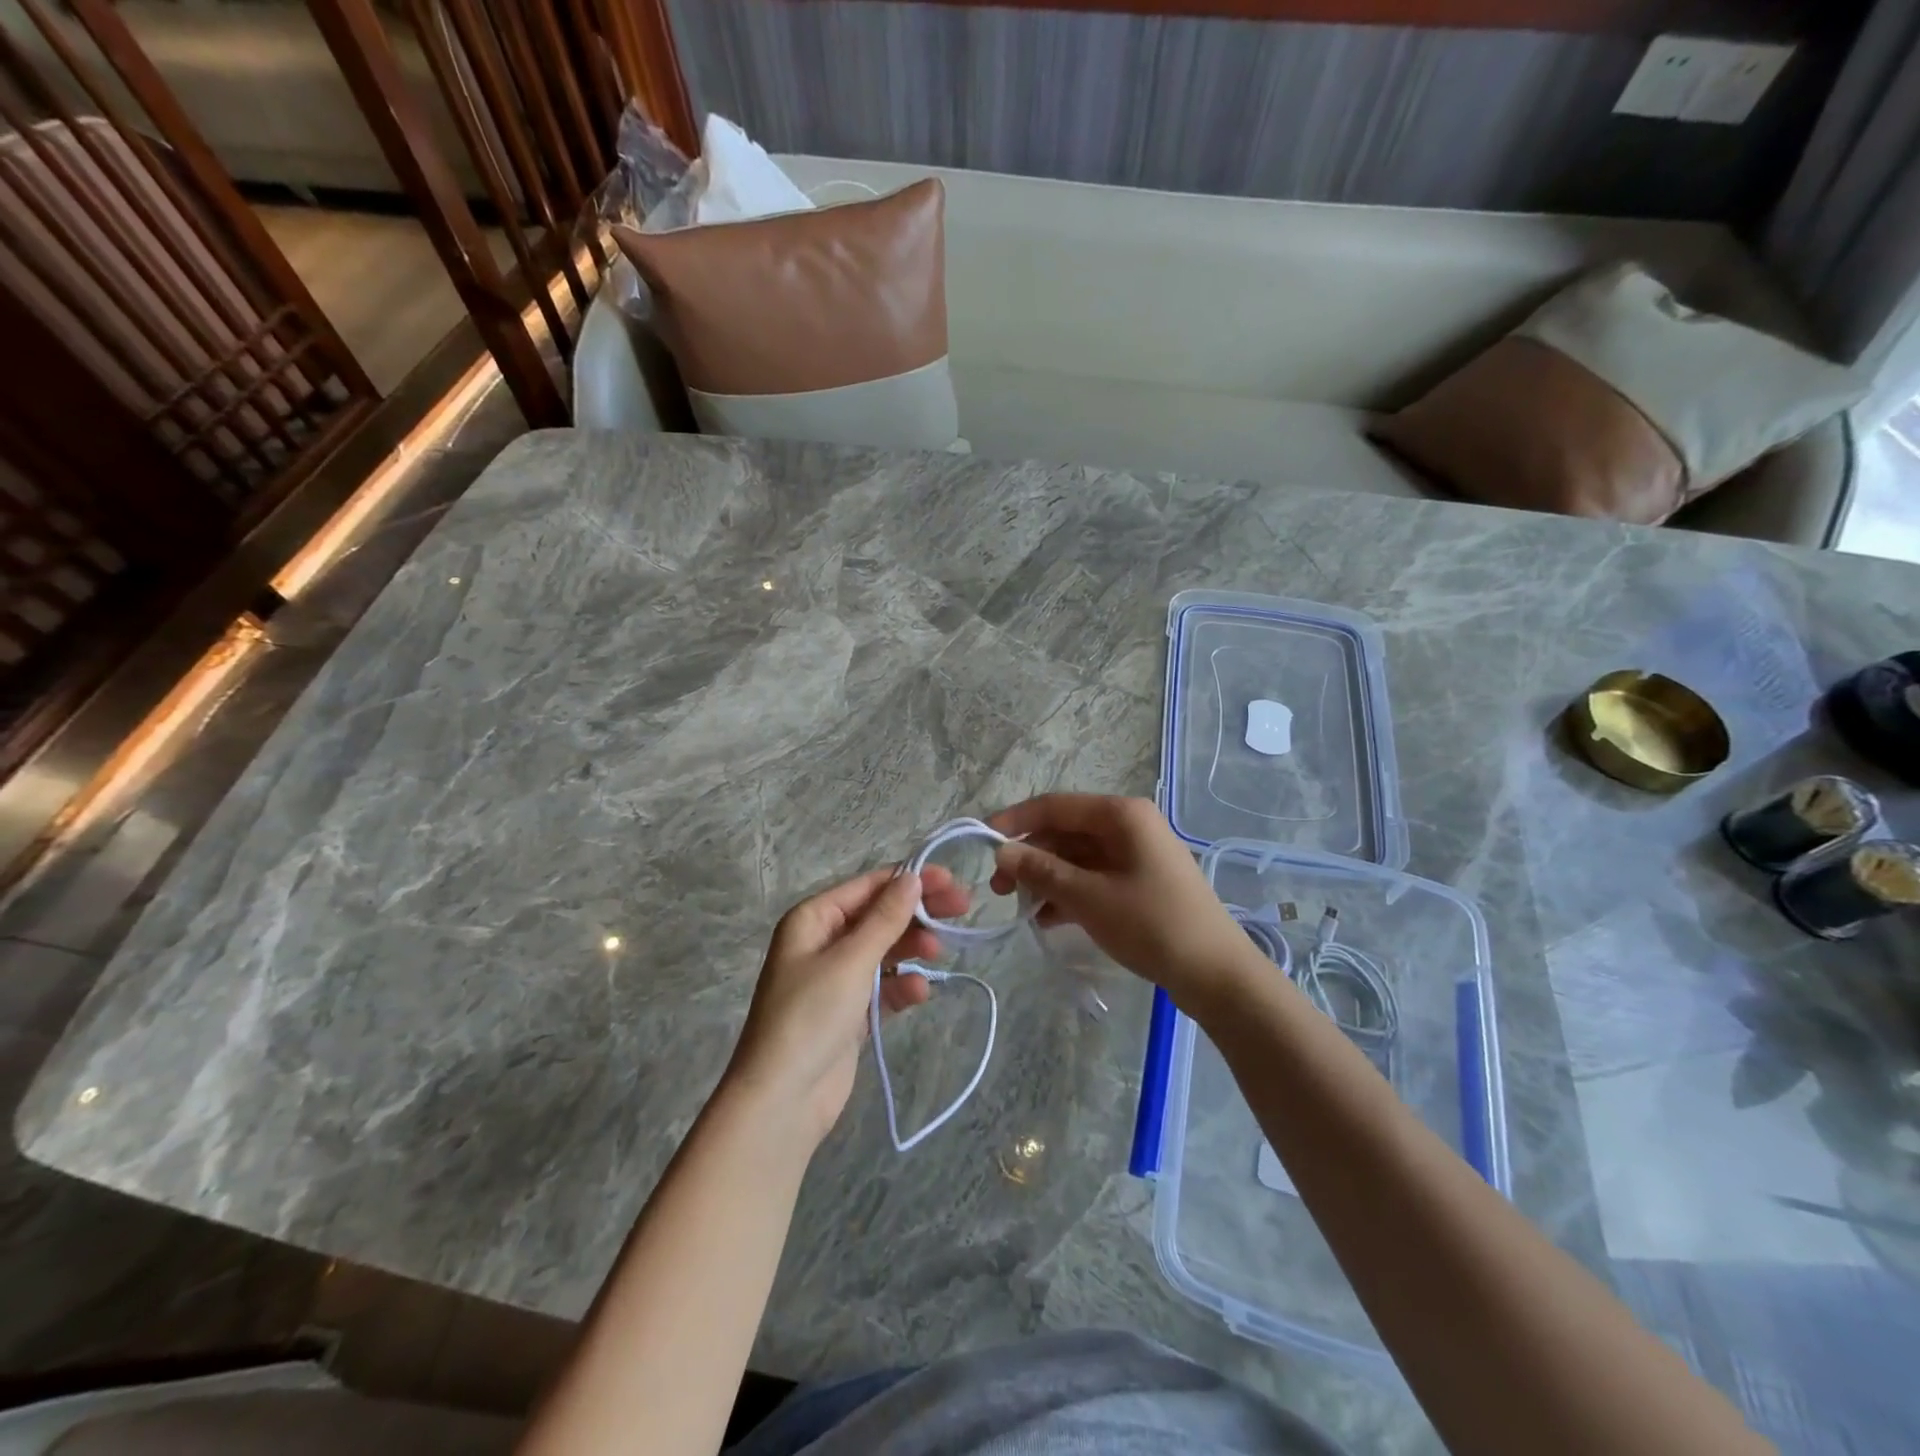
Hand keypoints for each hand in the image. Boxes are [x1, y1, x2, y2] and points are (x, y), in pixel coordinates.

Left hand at [724, 865, 967, 1146]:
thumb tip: (912, 877)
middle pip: (879, 916)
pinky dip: (902, 987)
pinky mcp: (849, 1013)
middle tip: (962, 908)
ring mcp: (836, 979)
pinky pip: (882, 988)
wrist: (782, 1101)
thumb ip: (886, 918)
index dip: (910, 880)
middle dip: (918, 913)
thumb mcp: (851, 961)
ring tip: (939, 954)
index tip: (951, 880)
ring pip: (884, 951)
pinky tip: (920, 993)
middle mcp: (822, 942)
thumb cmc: (811, 1016)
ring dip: (912, 949)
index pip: (868, 886)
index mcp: (813, 919)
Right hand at [989, 794, 1258, 1013]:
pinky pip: (1094, 878)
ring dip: (1047, 879)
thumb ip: (1042, 871)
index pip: (1055, 806)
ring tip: (1021, 910)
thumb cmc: (1152, 925)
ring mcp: (1136, 855)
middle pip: (1065, 832)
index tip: (982, 842)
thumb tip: (1001, 853)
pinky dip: (1069, 894)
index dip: (1015, 821)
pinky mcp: (1140, 882)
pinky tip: (1047, 921)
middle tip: (999, 890)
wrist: (1216, 974)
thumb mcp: (1089, 897)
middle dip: (1030, 857)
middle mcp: (1129, 825)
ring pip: (1077, 857)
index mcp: (1121, 815)